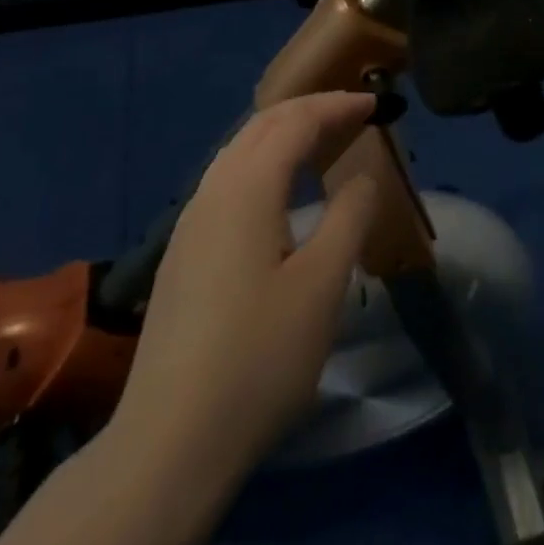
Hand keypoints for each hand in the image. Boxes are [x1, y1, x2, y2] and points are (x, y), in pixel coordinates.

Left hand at [109, 90, 384, 483]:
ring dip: (282, 134)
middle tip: (351, 114)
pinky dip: (262, 162)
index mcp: (247, 187)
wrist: (169, 440)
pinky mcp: (182, 251)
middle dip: (308, 109)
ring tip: (320, 143)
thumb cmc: (258, 357)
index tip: (374, 103)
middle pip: (262, 125)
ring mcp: (191, 221)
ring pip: (239, 150)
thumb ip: (349, 219)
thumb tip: (362, 176)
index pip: (296, 121)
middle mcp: (213, 189)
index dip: (336, 106)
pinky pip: (227, 178)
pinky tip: (277, 193)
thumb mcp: (321, 286)